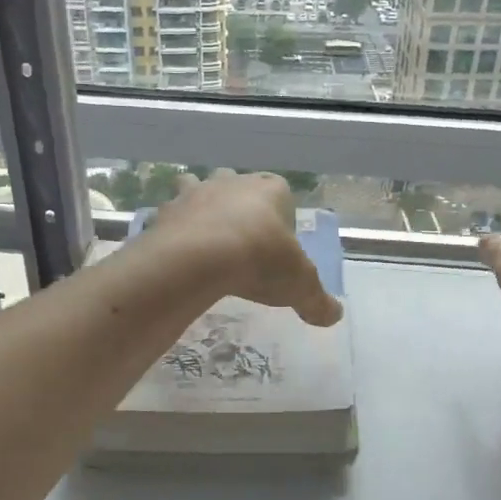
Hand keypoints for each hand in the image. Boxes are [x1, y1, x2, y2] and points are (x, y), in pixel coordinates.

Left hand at [146, 171, 343, 326]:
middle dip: (239, 205)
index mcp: (271, 190)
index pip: (281, 193)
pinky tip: (179, 253)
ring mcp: (196, 192)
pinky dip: (174, 229)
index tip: (277, 244)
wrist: (197, 258)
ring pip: (200, 189)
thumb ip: (318, 301)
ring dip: (203, 207)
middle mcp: (233, 183)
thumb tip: (334, 316)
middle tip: (242, 239)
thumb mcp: (300, 286)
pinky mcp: (167, 210)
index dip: (281, 216)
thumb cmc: (259, 261)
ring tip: (206, 239)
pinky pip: (171, 215)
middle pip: (239, 186)